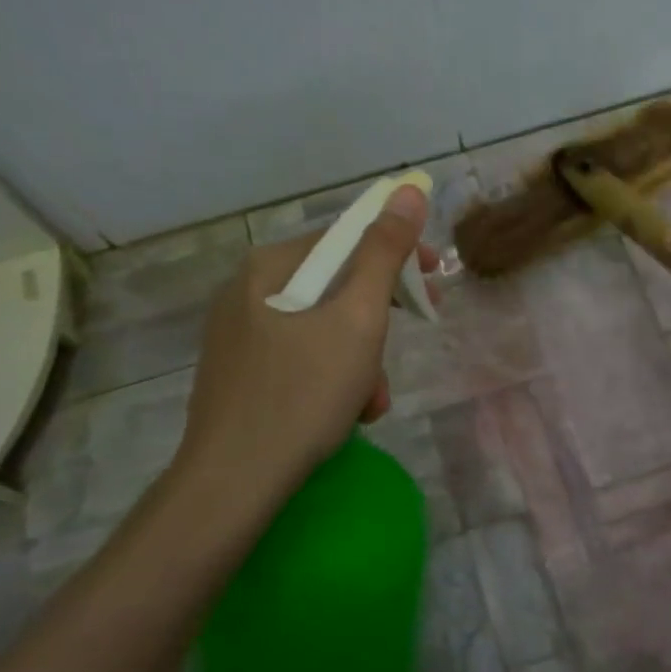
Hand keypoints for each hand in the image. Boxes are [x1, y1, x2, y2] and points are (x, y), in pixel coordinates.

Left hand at [169, 185, 435, 505]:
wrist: (234, 481)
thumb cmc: (303, 394)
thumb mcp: (358, 320)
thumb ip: (384, 253)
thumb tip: (407, 190)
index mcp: (270, 268)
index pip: (346, 239)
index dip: (398, 255)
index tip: (436, 281)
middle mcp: (247, 292)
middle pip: (336, 287)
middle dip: (379, 322)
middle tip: (406, 347)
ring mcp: (239, 335)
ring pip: (322, 329)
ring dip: (361, 361)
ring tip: (371, 403)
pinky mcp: (240, 374)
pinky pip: (302, 359)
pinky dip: (333, 380)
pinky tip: (346, 415)